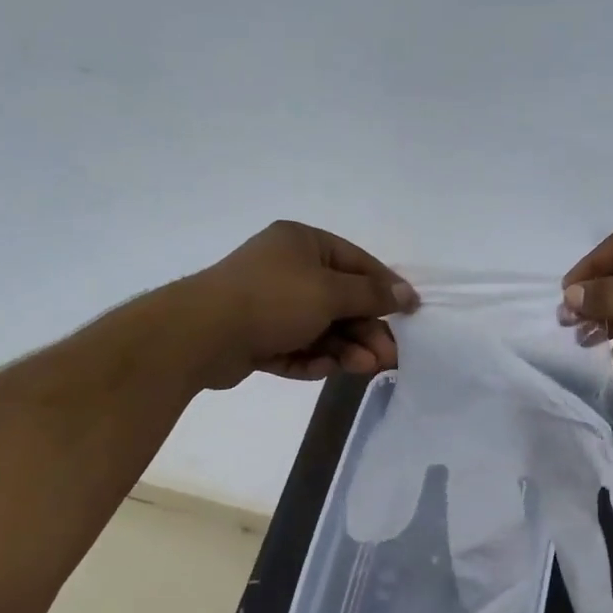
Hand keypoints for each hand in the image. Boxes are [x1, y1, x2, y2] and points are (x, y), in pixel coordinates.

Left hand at [182, 222, 415, 387]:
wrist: (201, 334)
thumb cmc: (273, 299)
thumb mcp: (330, 292)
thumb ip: (371, 295)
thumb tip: (406, 294)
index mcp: (302, 243)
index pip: (356, 263)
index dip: (385, 288)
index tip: (411, 313)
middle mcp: (286, 269)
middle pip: (340, 301)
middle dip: (365, 330)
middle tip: (388, 357)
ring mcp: (270, 304)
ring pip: (320, 328)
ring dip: (344, 348)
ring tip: (364, 368)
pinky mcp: (257, 336)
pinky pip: (295, 346)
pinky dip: (312, 358)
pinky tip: (324, 369)